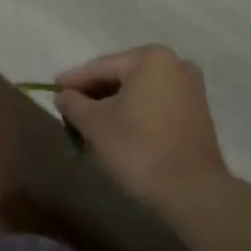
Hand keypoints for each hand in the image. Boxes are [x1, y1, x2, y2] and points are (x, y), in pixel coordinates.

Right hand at [55, 45, 226, 207]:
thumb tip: (63, 95)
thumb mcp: (95, 124)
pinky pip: (156, 103)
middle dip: (95, 92)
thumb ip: (74, 104)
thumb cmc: (138, 149)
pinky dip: (136, 112)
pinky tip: (118, 128)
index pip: (101, 67)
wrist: (192, 192)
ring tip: (90, 121)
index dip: (74, 80)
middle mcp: (174, 63)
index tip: (52, 89)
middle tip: (69, 107)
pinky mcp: (198, 112)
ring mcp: (191, 88)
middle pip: (122, 76)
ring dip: (115, 104)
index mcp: (150, 58)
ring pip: (140, 91)